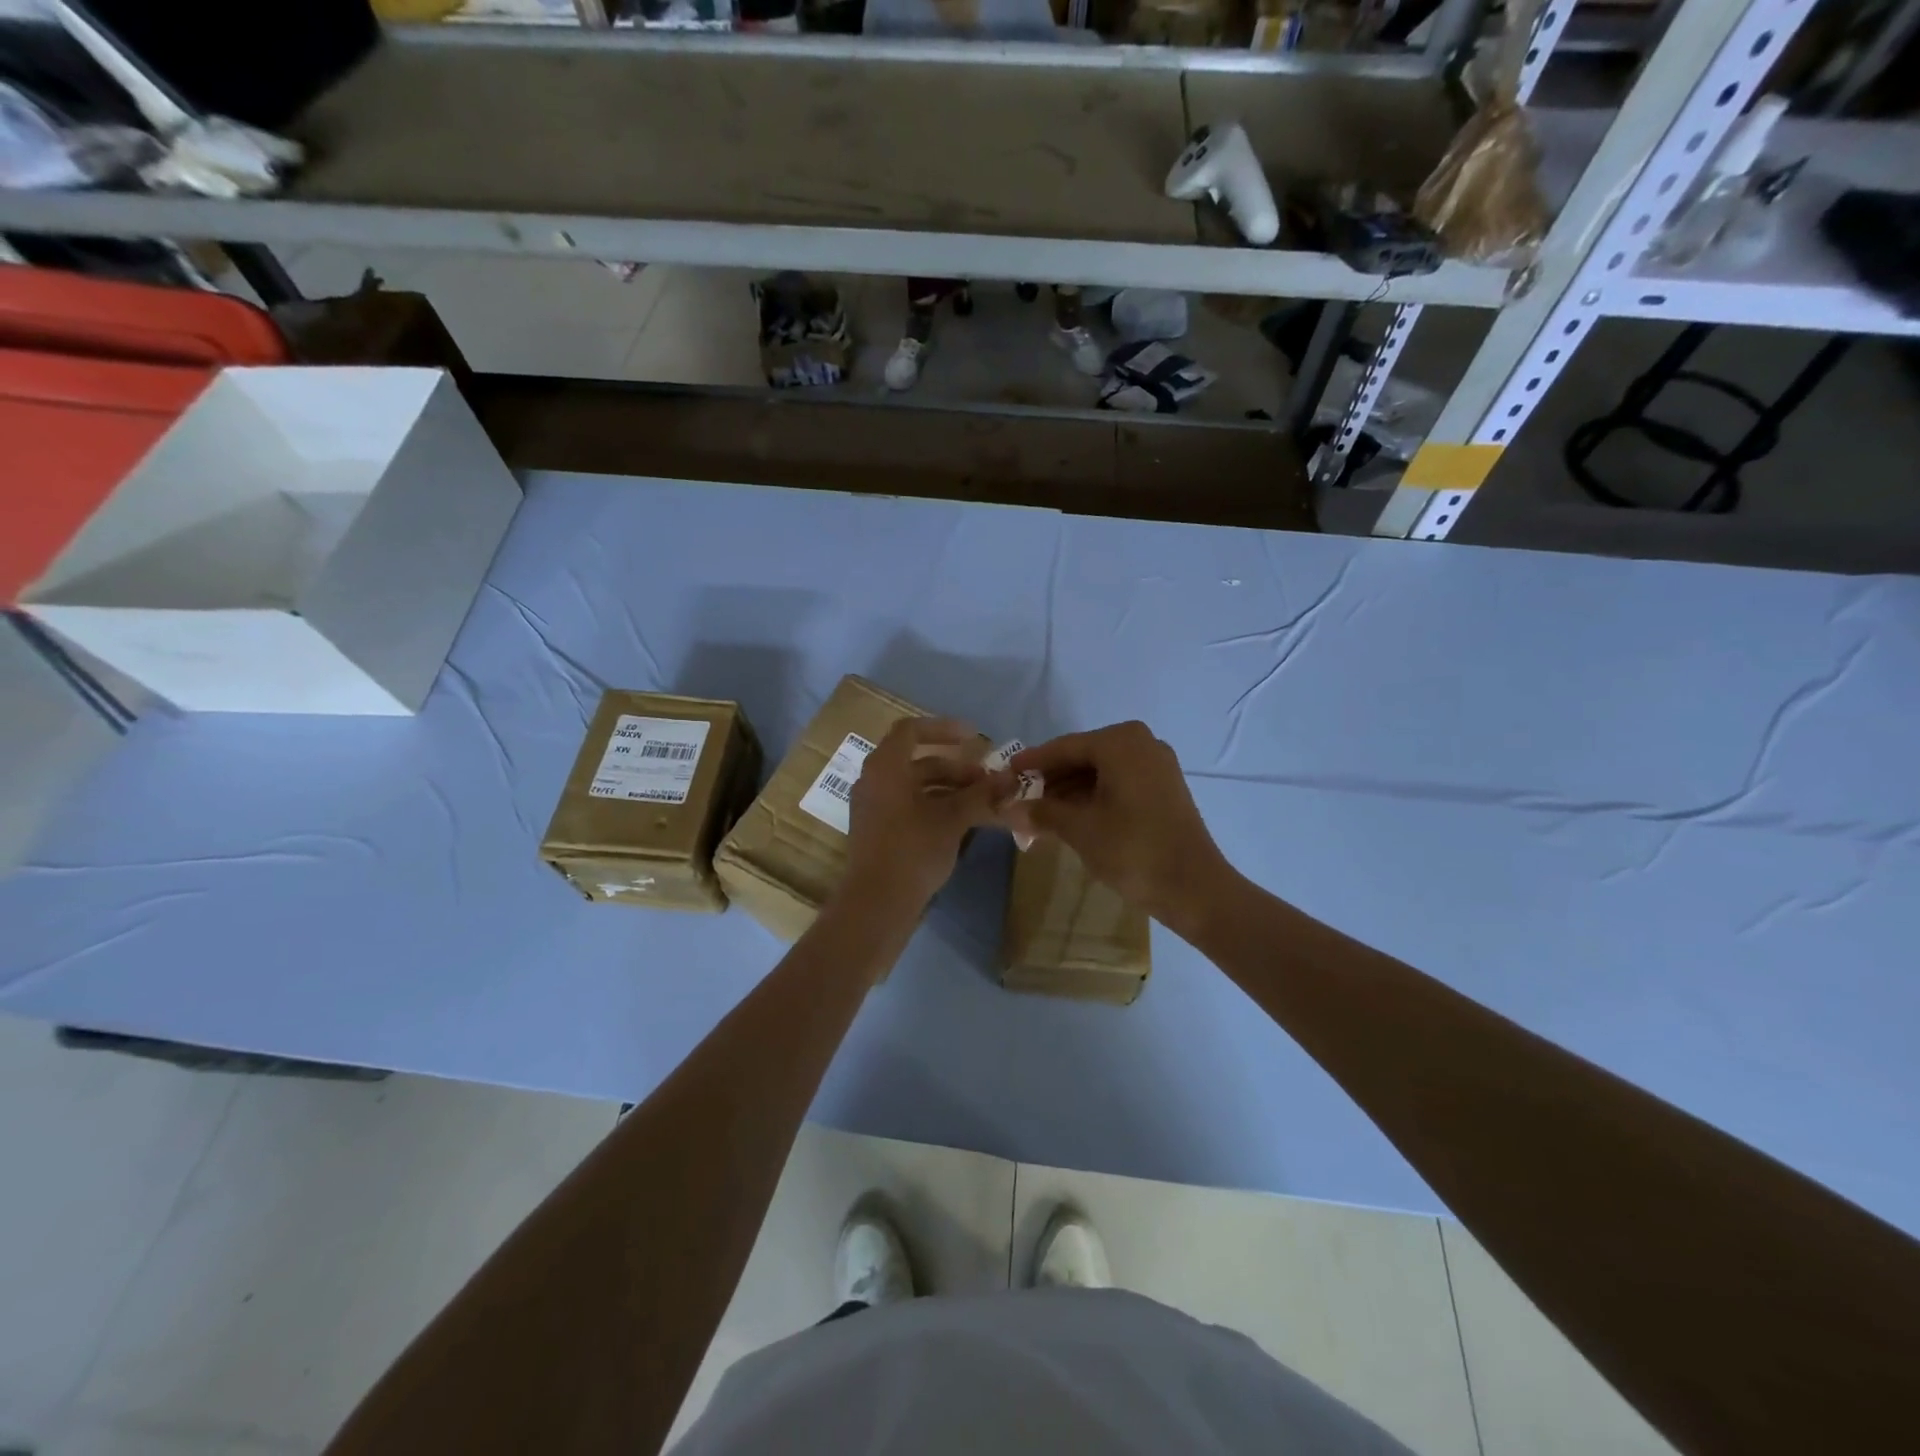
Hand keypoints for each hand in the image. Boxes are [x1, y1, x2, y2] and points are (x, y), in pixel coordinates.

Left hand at [841, 718, 1011, 915]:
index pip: (911, 731)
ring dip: (950, 790)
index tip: (974, 737)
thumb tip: (1011, 779)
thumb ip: (982, 795)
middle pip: (918, 762)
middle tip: (987, 781)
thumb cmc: (912, 850)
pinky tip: (963, 823)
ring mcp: (874, 808)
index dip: (943, 728)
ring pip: (916, 787)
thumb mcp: (952, 819)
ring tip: (983, 803)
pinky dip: (936, 807)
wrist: (877, 904)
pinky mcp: (878, 832)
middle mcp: (874, 781)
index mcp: (885, 767)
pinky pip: (909, 807)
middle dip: (956, 768)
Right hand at [1010, 721, 1233, 931]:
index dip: (1031, 763)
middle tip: (1020, 798)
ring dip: (1070, 791)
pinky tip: (1070, 817)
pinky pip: (1118, 783)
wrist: (1194, 888)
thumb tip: (1007, 810)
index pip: (1064, 748)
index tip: (1005, 774)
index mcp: (1120, 742)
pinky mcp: (1164, 788)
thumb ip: (1042, 813)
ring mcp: (1157, 765)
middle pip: (1083, 757)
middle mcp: (1141, 743)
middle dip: (1051, 780)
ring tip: (1040, 814)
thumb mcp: (1079, 829)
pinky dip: (1093, 797)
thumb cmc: (1132, 849)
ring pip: (1100, 771)